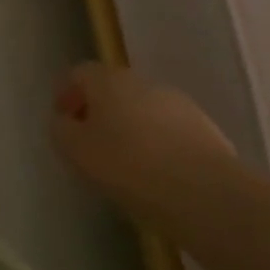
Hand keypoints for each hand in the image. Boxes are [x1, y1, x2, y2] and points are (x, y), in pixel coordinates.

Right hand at [51, 61, 232, 213]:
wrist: (207, 195)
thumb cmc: (130, 167)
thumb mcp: (76, 151)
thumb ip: (62, 131)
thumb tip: (65, 121)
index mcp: (107, 79)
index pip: (79, 74)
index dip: (67, 94)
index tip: (62, 121)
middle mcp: (142, 82)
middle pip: (113, 90)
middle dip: (100, 112)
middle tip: (92, 144)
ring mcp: (178, 104)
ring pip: (143, 111)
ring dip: (131, 129)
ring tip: (127, 166)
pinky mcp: (207, 132)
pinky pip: (170, 133)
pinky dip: (159, 146)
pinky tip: (158, 176)